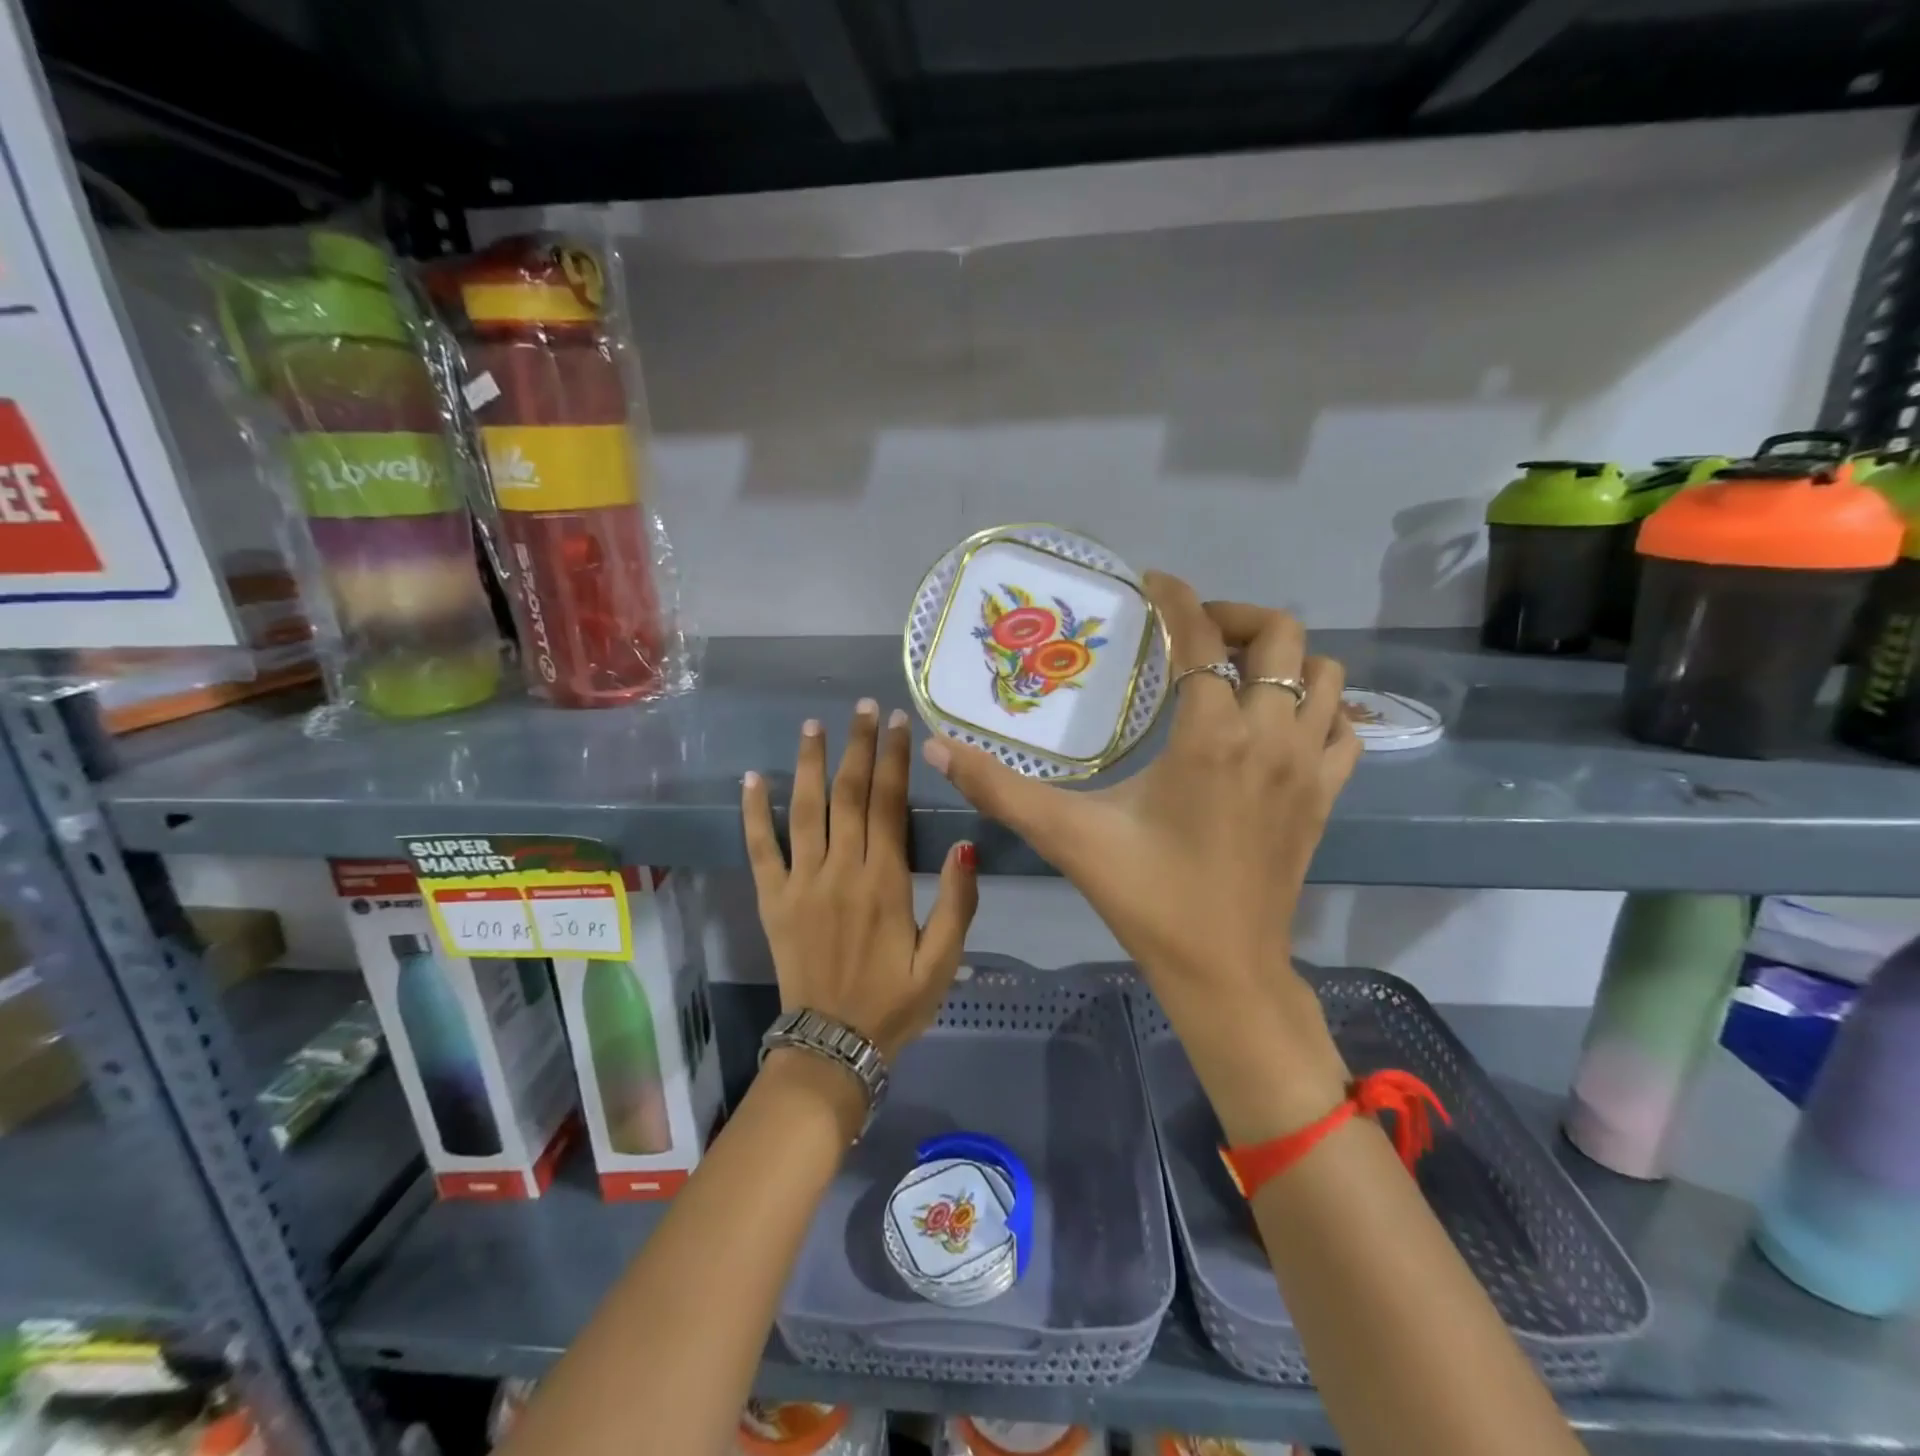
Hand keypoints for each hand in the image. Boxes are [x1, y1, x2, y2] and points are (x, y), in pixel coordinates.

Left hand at [743, 699, 978, 1065]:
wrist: (832, 1045)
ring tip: (814, 725)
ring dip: (810, 764)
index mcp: (885, 882)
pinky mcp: (772, 899)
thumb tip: (964, 844)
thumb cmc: (894, 1002)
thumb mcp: (943, 961)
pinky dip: (754, 812)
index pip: (889, 804)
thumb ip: (958, 902)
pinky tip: (753, 778)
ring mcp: (801, 883)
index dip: (894, 759)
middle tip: (864, 707)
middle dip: (858, 746)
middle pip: (848, 794)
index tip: (899, 722)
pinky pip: (759, 849)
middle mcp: (841, 870)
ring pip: (804, 810)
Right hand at [921, 573, 1357, 1141]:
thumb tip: (939, 748)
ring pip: (1326, 675)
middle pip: (1281, 637)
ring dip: (1284, 658)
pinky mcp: (1326, 795)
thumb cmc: (1147, 897)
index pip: (1202, 636)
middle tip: (1192, 632)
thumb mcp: (1067, 836)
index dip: (1178, 598)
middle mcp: (1270, 735)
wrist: (1224, 969)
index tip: (1153, 584)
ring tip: (1236, 670)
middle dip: (1236, 616)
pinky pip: (1344, 726)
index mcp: (1210, 734)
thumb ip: (1000, 788)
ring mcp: (1308, 765)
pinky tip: (1280, 721)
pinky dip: (1320, 706)